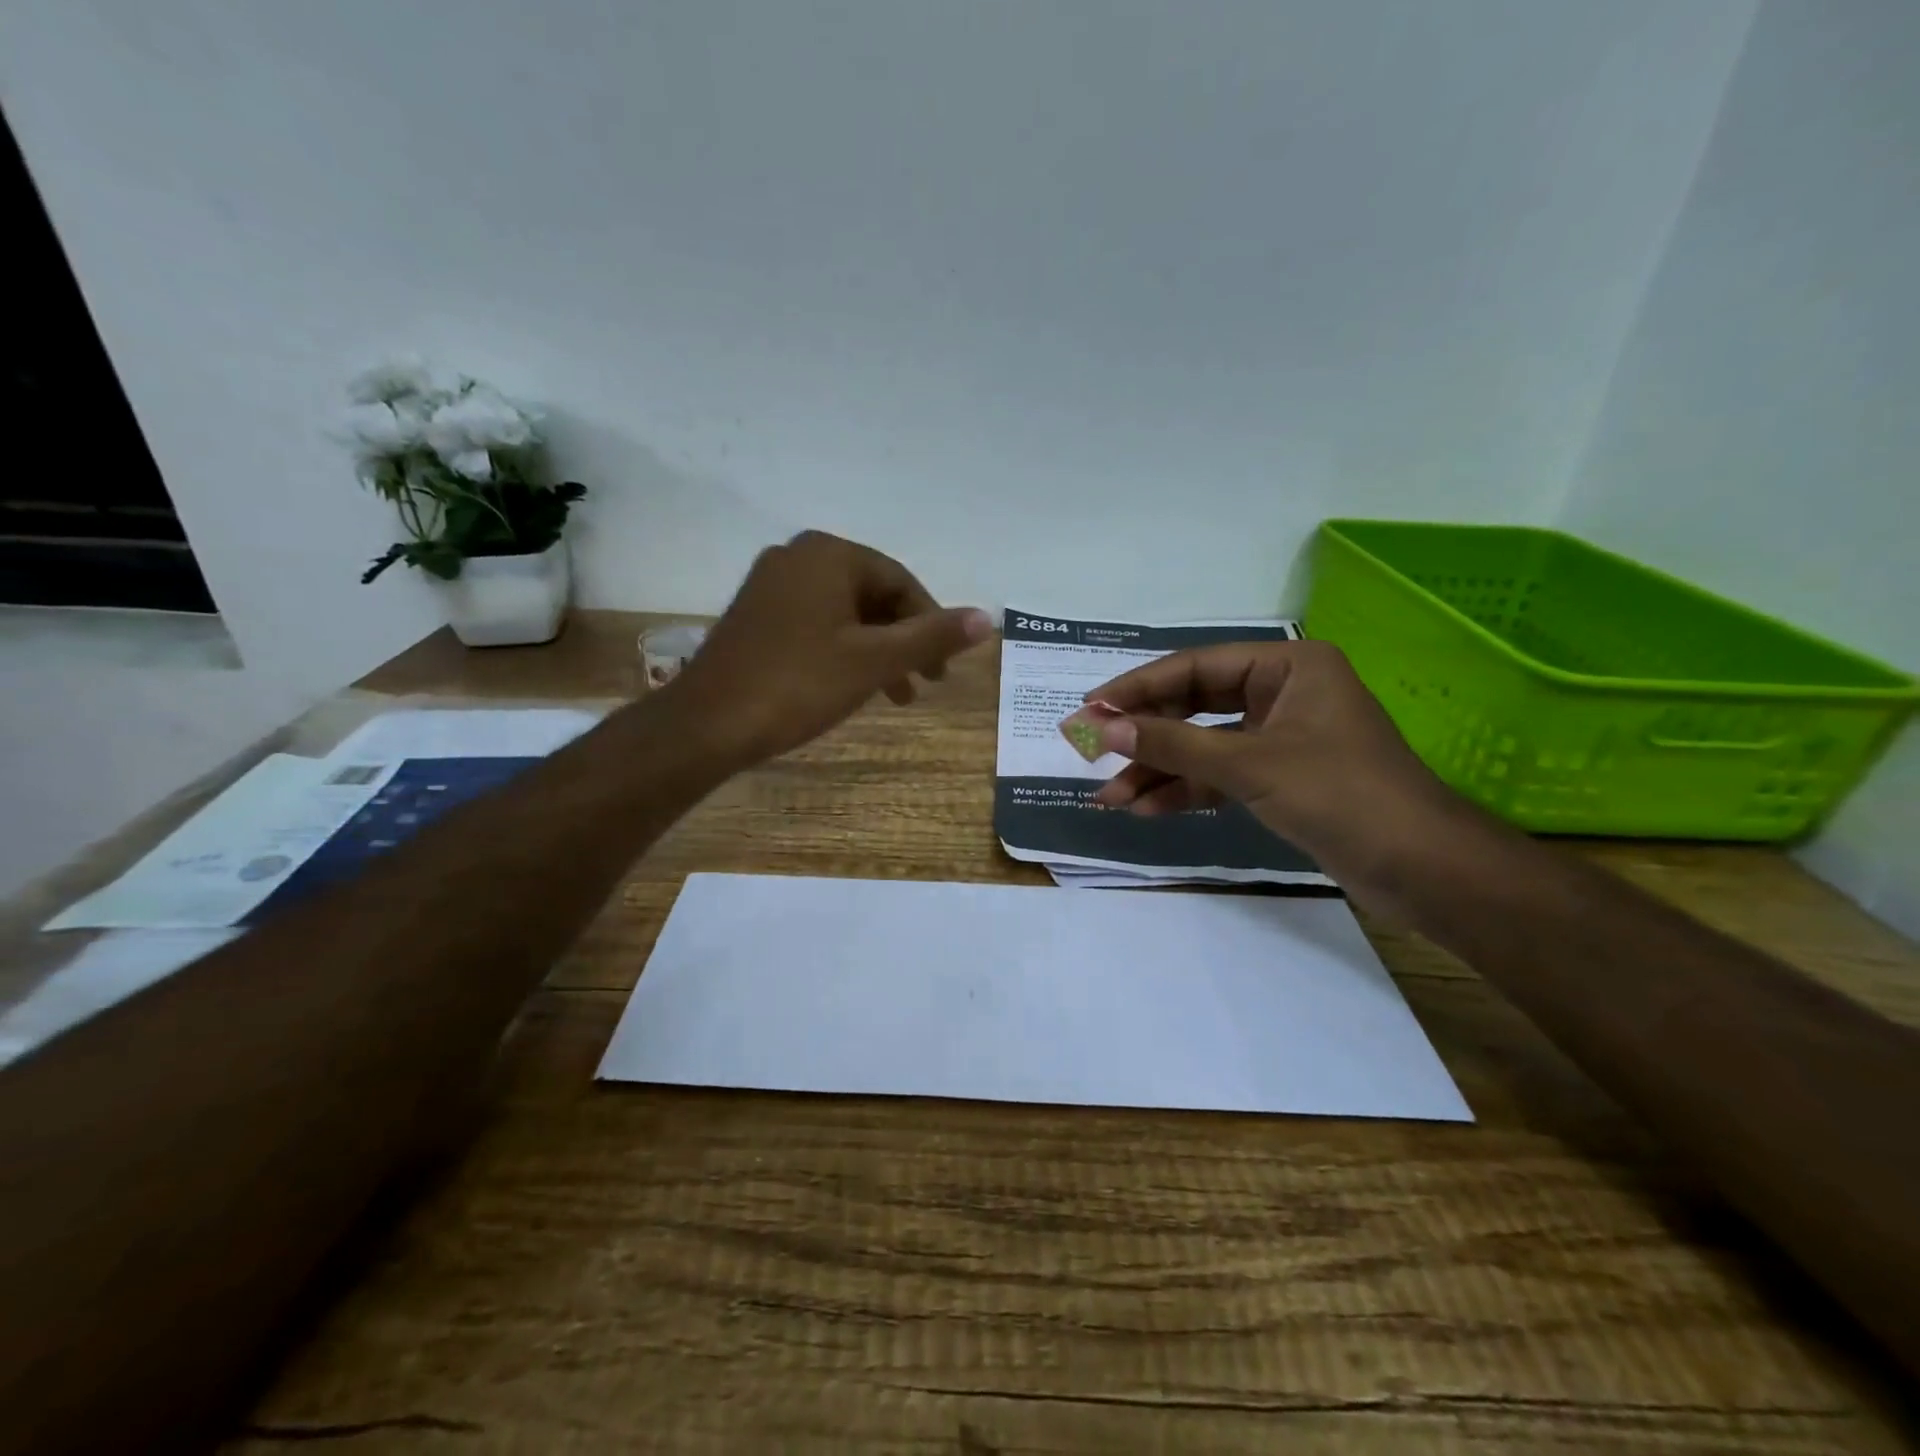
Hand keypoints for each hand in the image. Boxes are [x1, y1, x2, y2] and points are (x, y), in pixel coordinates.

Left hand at [663, 530, 993, 765]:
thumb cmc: (798, 684)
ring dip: (876, 651)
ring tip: (895, 695)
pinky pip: (816, 623)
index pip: (900, 582)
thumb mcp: (874, 661)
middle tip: (925, 683)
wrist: (708, 723)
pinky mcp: (754, 615)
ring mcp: (770, 585)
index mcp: (828, 554)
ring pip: (844, 613)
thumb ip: (931, 636)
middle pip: (872, 595)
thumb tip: (987, 618)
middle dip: (903, 641)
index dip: (930, 625)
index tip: (942, 668)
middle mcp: (797, 557)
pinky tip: (851, 685)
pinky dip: (843, 651)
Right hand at [1087, 640, 1471, 912]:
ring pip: (1204, 746)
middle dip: (1145, 737)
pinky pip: (1220, 775)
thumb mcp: (1249, 764)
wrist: (1423, 870)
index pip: (1195, 668)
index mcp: (1288, 666)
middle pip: (1194, 706)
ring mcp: (1281, 738)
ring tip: (1110, 798)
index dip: (1138, 688)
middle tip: (1090, 753)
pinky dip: (1186, 791)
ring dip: (1159, 772)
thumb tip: (1102, 728)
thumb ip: (1173, 744)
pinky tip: (1145, 809)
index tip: (1091, 709)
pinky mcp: (1281, 779)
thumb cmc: (1341, 795)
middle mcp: (1283, 693)